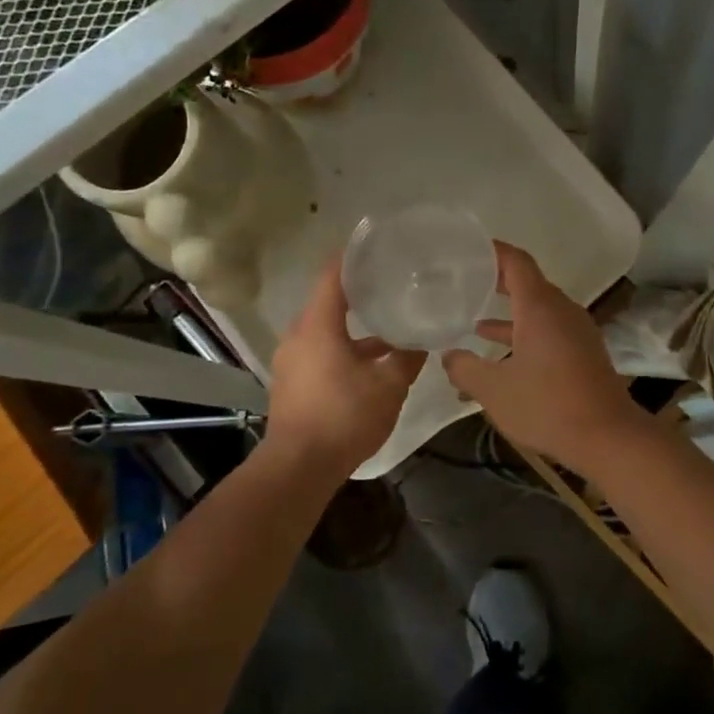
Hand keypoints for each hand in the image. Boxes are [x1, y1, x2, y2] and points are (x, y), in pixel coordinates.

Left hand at [265, 256, 424, 475]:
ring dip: (353, 326)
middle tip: (389, 283)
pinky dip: (342, 347)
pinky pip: (319, 351)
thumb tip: (422, 341)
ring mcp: (291, 360)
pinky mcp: (291, 382)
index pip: (332, 275)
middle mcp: (299, 335)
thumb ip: (406, 358)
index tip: (374, 245)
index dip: (351, 256)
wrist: (298, 468)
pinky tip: (370, 363)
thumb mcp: (388, 386)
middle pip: (328, 301)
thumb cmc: (344, 417)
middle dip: (358, 292)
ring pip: (325, 330)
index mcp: (318, 325)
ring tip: (387, 324)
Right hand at [442, 243, 649, 473]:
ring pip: (538, 311)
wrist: (608, 437)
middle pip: (528, 284)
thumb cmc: (547, 406)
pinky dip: (525, 335)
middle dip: (497, 282)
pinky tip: (504, 357)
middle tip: (466, 282)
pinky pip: (549, 331)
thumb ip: (465, 369)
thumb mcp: (493, 390)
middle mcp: (561, 311)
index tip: (469, 249)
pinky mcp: (584, 352)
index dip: (493, 251)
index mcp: (540, 307)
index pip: (516, 262)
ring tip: (474, 323)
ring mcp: (576, 331)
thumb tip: (448, 356)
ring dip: (509, 316)